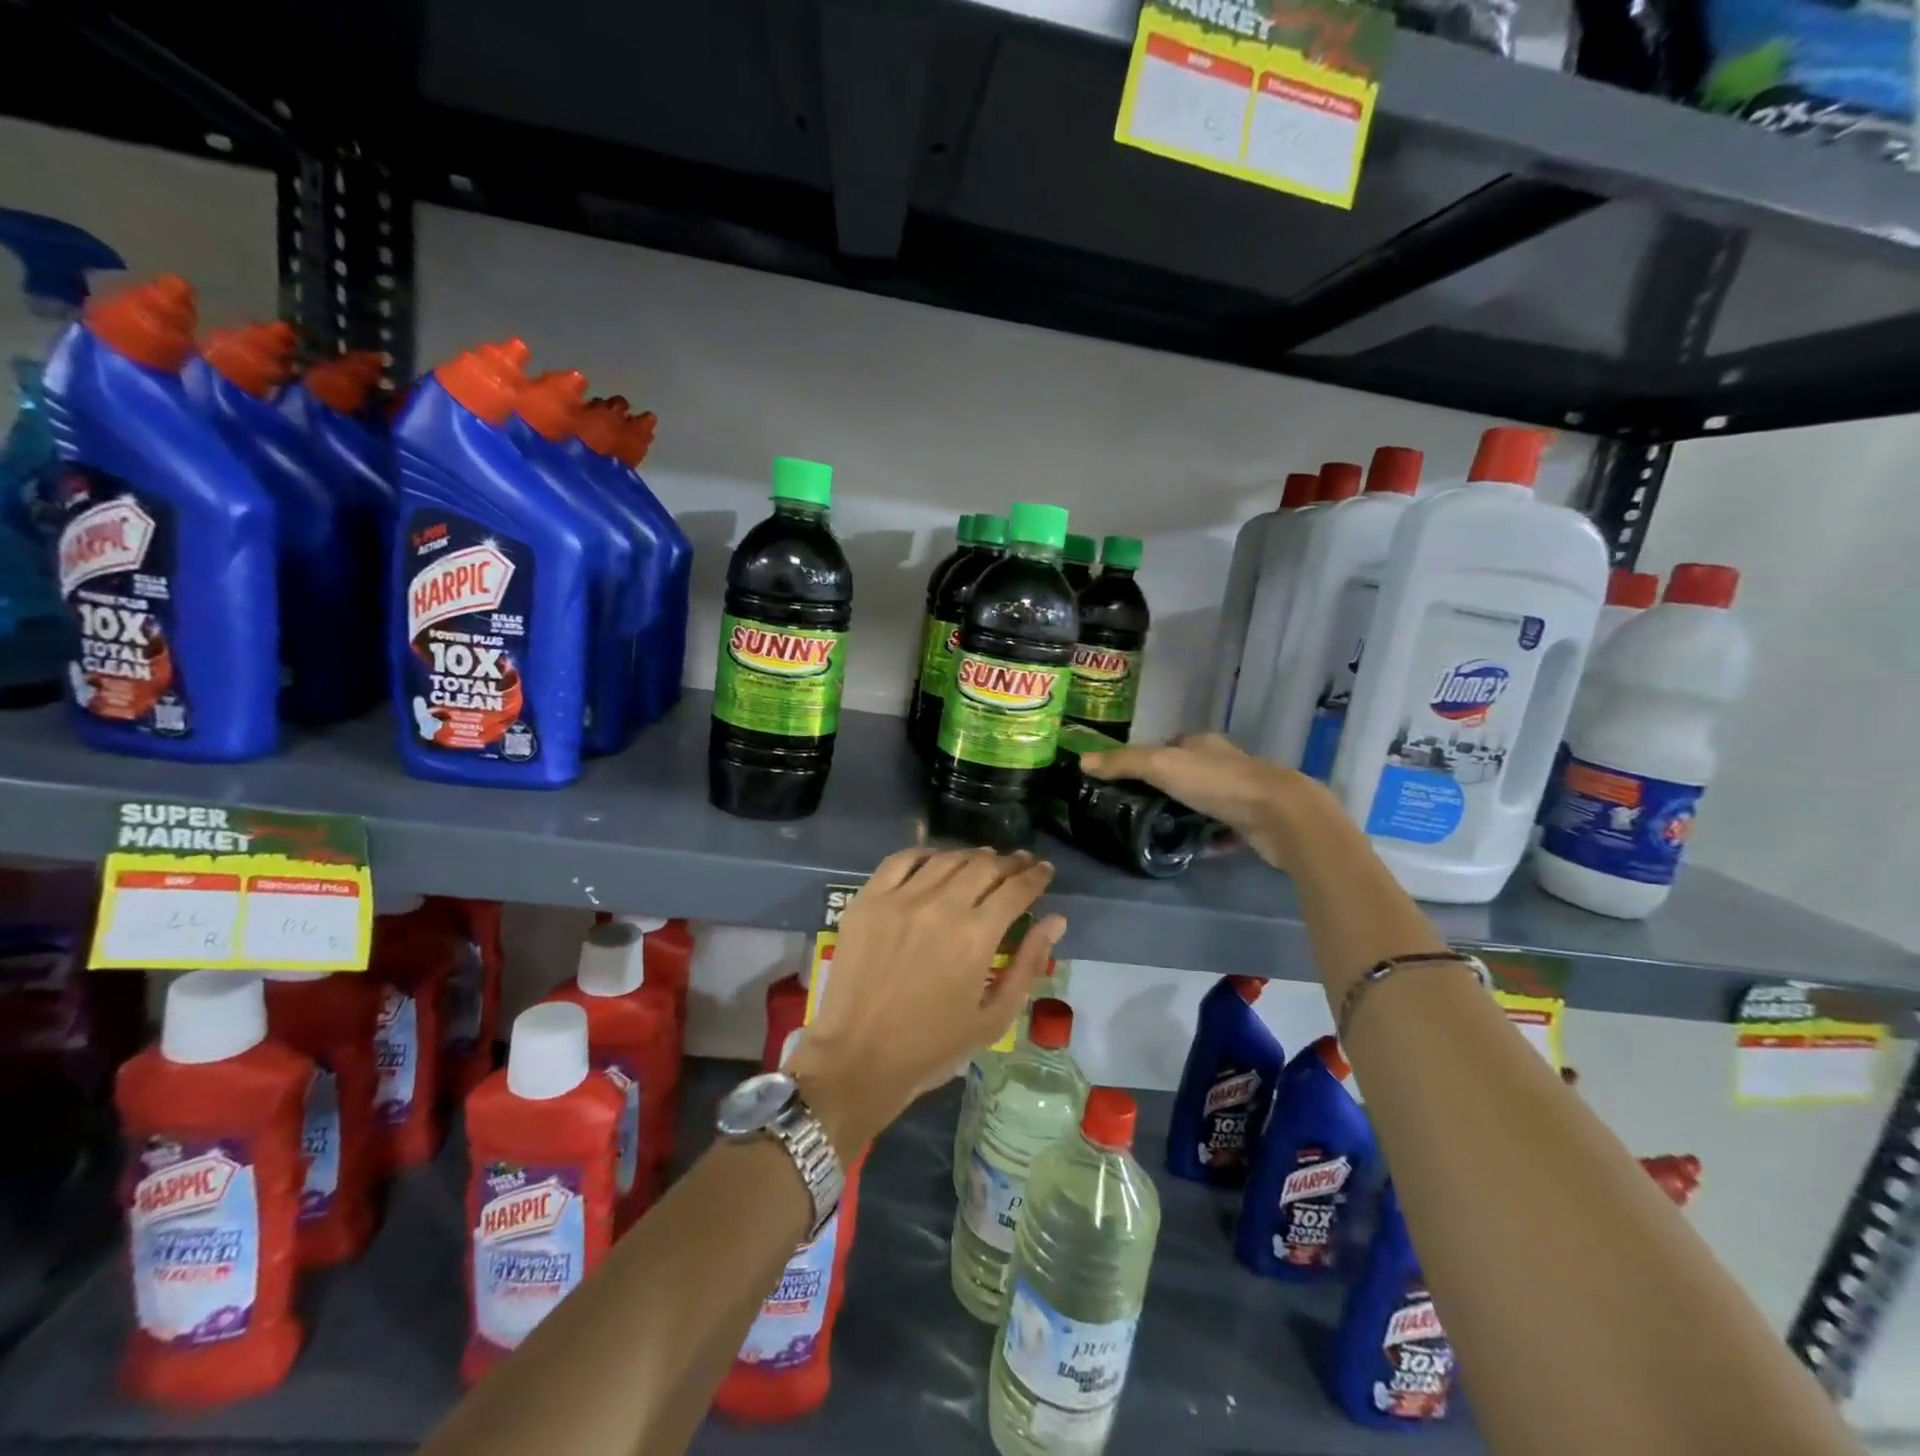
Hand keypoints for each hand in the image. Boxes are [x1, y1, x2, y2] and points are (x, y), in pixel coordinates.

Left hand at [788, 847, 1065, 1154]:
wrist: (857, 1058)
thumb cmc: (932, 1047)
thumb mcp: (994, 1018)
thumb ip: (1028, 965)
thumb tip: (1055, 920)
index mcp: (975, 937)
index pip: (1016, 889)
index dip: (1035, 876)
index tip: (1044, 869)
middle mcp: (940, 906)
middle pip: (984, 866)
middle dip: (1009, 862)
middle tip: (1019, 863)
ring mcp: (899, 899)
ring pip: (946, 858)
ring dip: (971, 856)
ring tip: (983, 860)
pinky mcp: (867, 900)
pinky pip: (901, 860)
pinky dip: (925, 854)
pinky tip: (936, 860)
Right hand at [1079, 733, 1344, 873]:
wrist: (1281, 816)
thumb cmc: (1218, 783)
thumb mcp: (1162, 767)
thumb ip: (1123, 763)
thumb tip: (1082, 761)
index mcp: (1204, 744)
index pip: (1171, 744)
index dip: (1149, 757)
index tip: (1126, 777)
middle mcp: (1225, 763)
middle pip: (1189, 772)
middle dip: (1167, 787)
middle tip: (1136, 808)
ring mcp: (1243, 794)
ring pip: (1207, 801)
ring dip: (1188, 813)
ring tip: (1159, 831)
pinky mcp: (1254, 823)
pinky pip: (1225, 830)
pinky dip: (1210, 839)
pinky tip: (1195, 851)